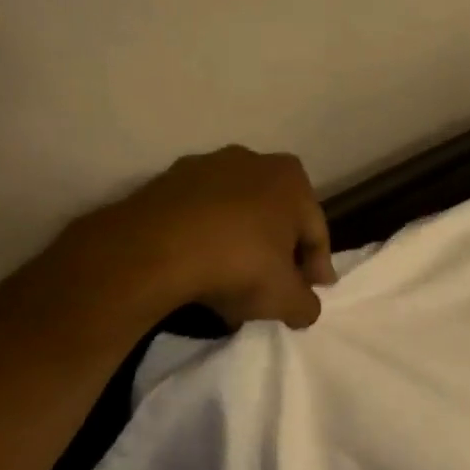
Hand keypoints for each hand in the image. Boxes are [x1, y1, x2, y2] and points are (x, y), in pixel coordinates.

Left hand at [51, 146, 337, 330]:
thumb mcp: (286, 299)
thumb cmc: (239, 265)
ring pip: (236, 216)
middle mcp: (252, 161)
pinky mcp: (163, 182)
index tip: (312, 292)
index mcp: (291, 179)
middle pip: (276, 218)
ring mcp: (204, 167)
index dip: (317, 267)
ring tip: (233, 284)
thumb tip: (304, 309)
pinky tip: (199, 272)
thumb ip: (306, 305)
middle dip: (278, 252)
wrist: (152, 252)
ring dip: (240, 246)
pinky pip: (199, 217)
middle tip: (276, 287)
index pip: (315, 232)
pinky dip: (205, 240)